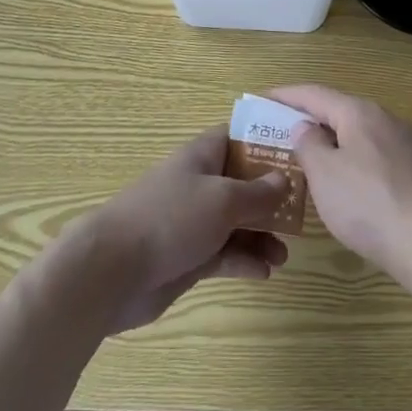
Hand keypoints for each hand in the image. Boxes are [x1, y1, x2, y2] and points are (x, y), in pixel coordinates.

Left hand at [61, 126, 289, 333]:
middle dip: (271, 198)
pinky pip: (224, 253)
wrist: (112, 271)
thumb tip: (284, 179)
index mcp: (203, 155)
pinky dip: (244, 260)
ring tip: (283, 255)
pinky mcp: (188, 256)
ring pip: (237, 222)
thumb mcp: (224, 199)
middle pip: (243, 183)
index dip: (267, 143)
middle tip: (299, 215)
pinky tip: (264, 272)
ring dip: (261, 236)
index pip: (239, 137)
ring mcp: (193, 221)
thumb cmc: (171, 218)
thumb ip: (258, 192)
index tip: (298, 155)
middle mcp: (200, 183)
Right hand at [268, 83, 411, 281]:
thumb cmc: (368, 204)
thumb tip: (306, 128)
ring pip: (362, 137)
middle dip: (312, 122)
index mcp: (360, 113)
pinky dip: (357, 163)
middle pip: (341, 113)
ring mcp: (410, 144)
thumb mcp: (324, 174)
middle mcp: (387, 119)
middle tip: (284, 136)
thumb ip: (309, 145)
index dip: (287, 96)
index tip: (264, 98)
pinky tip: (351, 188)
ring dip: (336, 145)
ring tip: (314, 163)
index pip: (316, 94)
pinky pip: (379, 157)